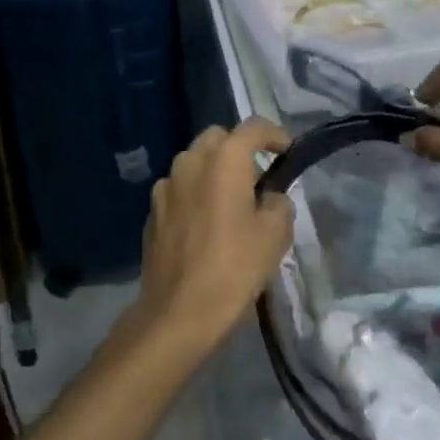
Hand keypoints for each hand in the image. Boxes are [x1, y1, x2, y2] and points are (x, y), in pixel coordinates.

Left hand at [132, 118, 293, 362]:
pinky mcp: (152, 211)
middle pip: (218, 139)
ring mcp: (165, 186)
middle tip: (257, 178)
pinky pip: (179, 189)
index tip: (286, 153)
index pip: (253, 128)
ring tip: (230, 202)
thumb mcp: (275, 235)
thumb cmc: (234, 267)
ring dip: (213, 171)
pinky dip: (195, 194)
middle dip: (239, 149)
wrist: (179, 311)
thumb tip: (269, 197)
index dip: (275, 136)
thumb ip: (278, 203)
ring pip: (194, 162)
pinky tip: (205, 224)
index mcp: (224, 160)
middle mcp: (190, 161)